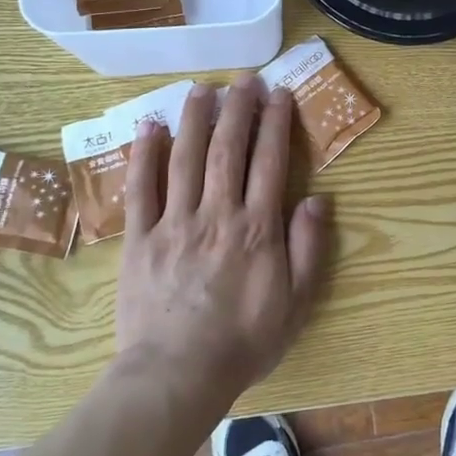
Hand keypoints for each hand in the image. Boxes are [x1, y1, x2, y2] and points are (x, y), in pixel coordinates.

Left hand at [115, 76, 331, 406]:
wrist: (177, 375)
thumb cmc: (244, 341)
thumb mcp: (296, 303)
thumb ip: (308, 247)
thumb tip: (317, 198)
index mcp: (256, 228)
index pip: (269, 162)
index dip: (275, 123)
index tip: (279, 94)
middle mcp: (216, 214)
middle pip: (227, 149)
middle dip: (237, 109)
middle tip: (243, 80)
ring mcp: (174, 223)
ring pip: (184, 158)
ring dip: (194, 119)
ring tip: (201, 88)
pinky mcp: (139, 238)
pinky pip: (141, 189)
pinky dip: (145, 154)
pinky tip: (150, 126)